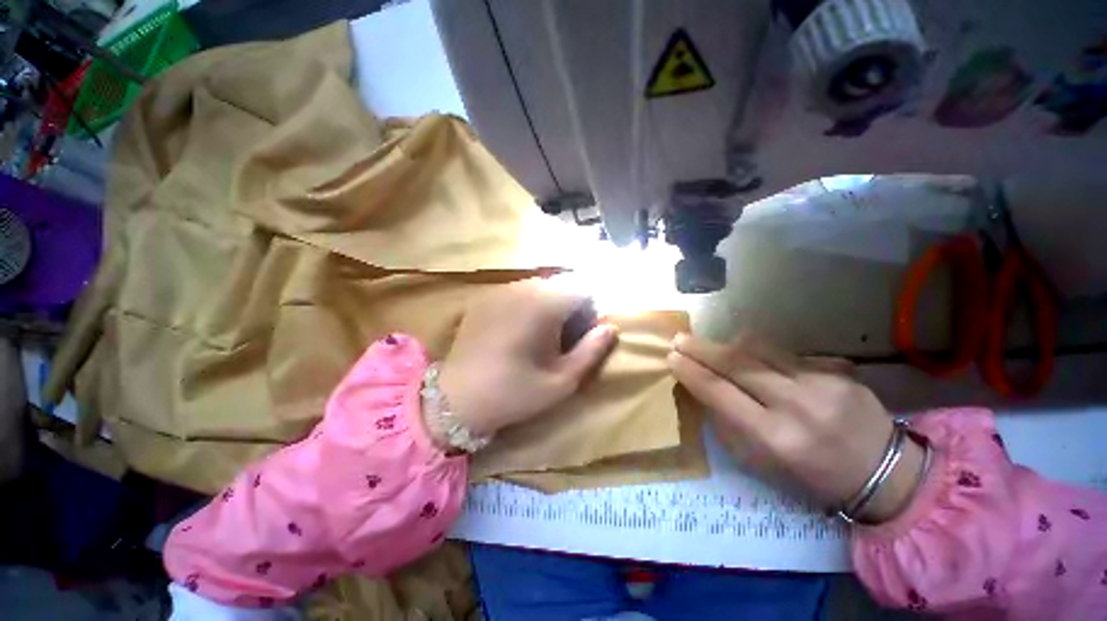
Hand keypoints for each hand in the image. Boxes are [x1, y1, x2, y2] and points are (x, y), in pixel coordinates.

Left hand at [439, 280, 617, 436]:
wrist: (454, 400)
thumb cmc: (513, 394)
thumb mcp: (561, 382)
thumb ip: (591, 351)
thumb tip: (610, 327)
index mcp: (543, 306)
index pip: (582, 288)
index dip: (590, 310)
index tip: (584, 334)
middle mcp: (521, 289)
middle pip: (561, 284)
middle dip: (571, 305)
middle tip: (565, 337)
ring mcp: (499, 291)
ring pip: (540, 286)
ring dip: (550, 304)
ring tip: (543, 335)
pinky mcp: (484, 298)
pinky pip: (518, 292)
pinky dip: (529, 305)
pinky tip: (519, 331)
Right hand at [668, 333, 924, 522]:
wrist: (886, 474)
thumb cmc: (813, 478)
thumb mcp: (763, 463)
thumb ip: (730, 424)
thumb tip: (704, 390)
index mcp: (776, 437)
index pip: (720, 393)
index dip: (692, 372)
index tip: (671, 358)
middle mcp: (797, 404)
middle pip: (737, 365)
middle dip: (702, 349)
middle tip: (678, 339)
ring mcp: (821, 383)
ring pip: (760, 351)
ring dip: (725, 344)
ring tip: (705, 342)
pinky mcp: (837, 370)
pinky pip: (784, 353)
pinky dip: (757, 350)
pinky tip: (744, 349)